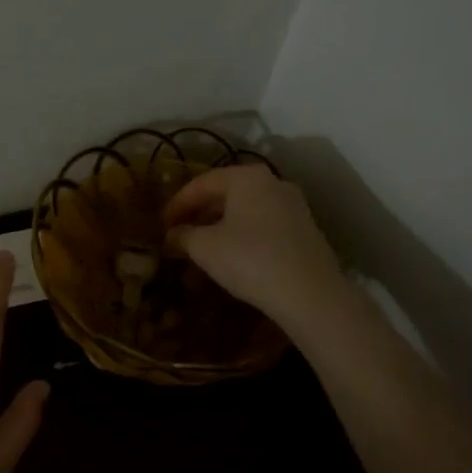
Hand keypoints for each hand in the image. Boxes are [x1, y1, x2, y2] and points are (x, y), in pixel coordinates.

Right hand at [164, 164, 348, 331]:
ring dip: (219, 227)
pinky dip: (242, 236)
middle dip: (199, 215)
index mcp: (246, 178)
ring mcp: (293, 206)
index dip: (176, 204)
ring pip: (245, 211)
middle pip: (225, 194)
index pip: (201, 184)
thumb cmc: (250, 260)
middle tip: (179, 236)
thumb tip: (172, 235)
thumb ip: (183, 235)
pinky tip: (231, 257)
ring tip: (201, 249)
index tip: (161, 226)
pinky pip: (263, 225)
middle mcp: (273, 183)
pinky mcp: (304, 230)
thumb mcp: (205, 248)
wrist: (310, 294)